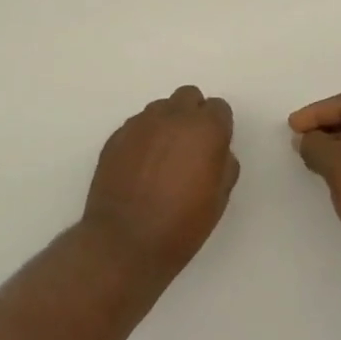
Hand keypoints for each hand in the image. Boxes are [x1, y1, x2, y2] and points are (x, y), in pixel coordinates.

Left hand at [83, 85, 238, 273]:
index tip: (214, 148)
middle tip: (190, 147)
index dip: (219, 127)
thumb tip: (217, 152)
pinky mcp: (116, 137)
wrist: (124, 242)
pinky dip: (143, 137)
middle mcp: (172, 117)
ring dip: (167, 124)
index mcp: (205, 129)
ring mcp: (140, 124)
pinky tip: (141, 166)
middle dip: (193, 115)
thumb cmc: (181, 225)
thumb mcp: (219, 199)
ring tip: (162, 157)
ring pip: (160, 108)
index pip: (219, 108)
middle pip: (188, 97)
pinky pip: (137, 125)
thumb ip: (224, 164)